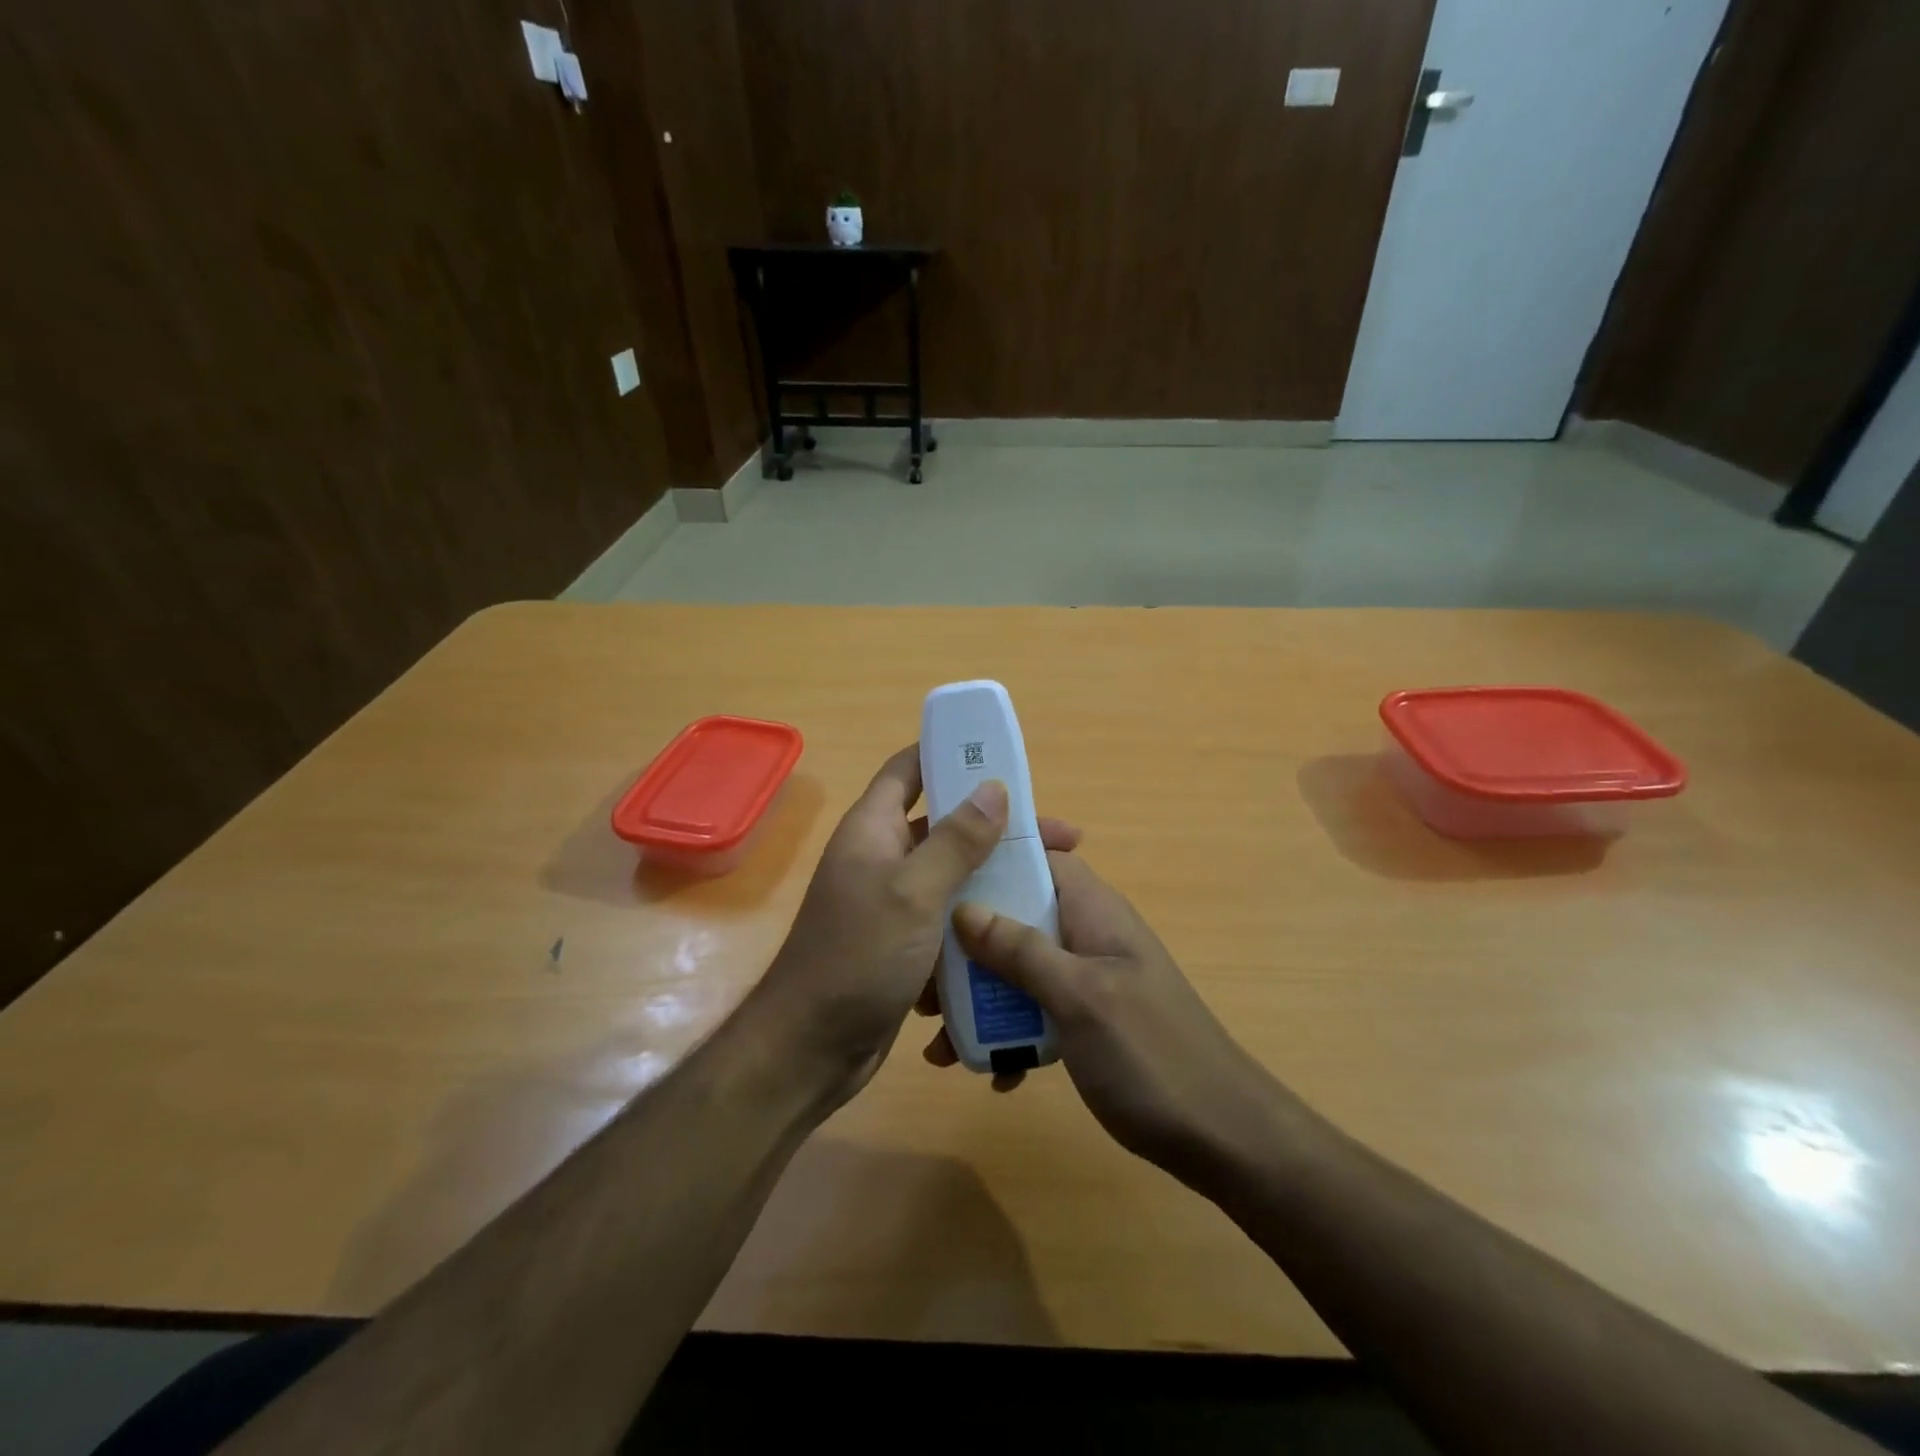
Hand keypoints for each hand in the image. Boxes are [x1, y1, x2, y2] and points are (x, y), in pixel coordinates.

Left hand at [752, 745, 1081, 1109]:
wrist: (811, 1049)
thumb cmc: (859, 957)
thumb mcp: (913, 892)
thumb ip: (955, 840)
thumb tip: (993, 787)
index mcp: (872, 830)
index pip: (908, 770)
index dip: (948, 754)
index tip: (1002, 757)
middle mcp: (881, 858)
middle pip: (944, 825)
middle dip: (997, 828)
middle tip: (1058, 839)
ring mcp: (892, 903)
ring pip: (953, 876)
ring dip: (995, 878)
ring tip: (1052, 886)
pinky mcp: (904, 943)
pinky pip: (949, 918)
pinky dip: (979, 919)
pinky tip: (1021, 931)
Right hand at [930, 854, 1279, 1183]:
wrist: (1221, 1137)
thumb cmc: (1151, 1054)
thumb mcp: (1080, 997)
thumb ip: (1022, 950)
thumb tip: (963, 908)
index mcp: (1093, 911)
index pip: (1041, 856)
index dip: (994, 856)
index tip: (942, 874)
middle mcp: (1087, 935)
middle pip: (1016, 916)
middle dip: (967, 944)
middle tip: (926, 981)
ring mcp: (1087, 979)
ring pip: (1018, 968)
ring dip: (980, 997)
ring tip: (939, 1038)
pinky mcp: (1086, 1021)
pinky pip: (1034, 1012)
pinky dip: (1009, 1035)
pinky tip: (992, 1073)